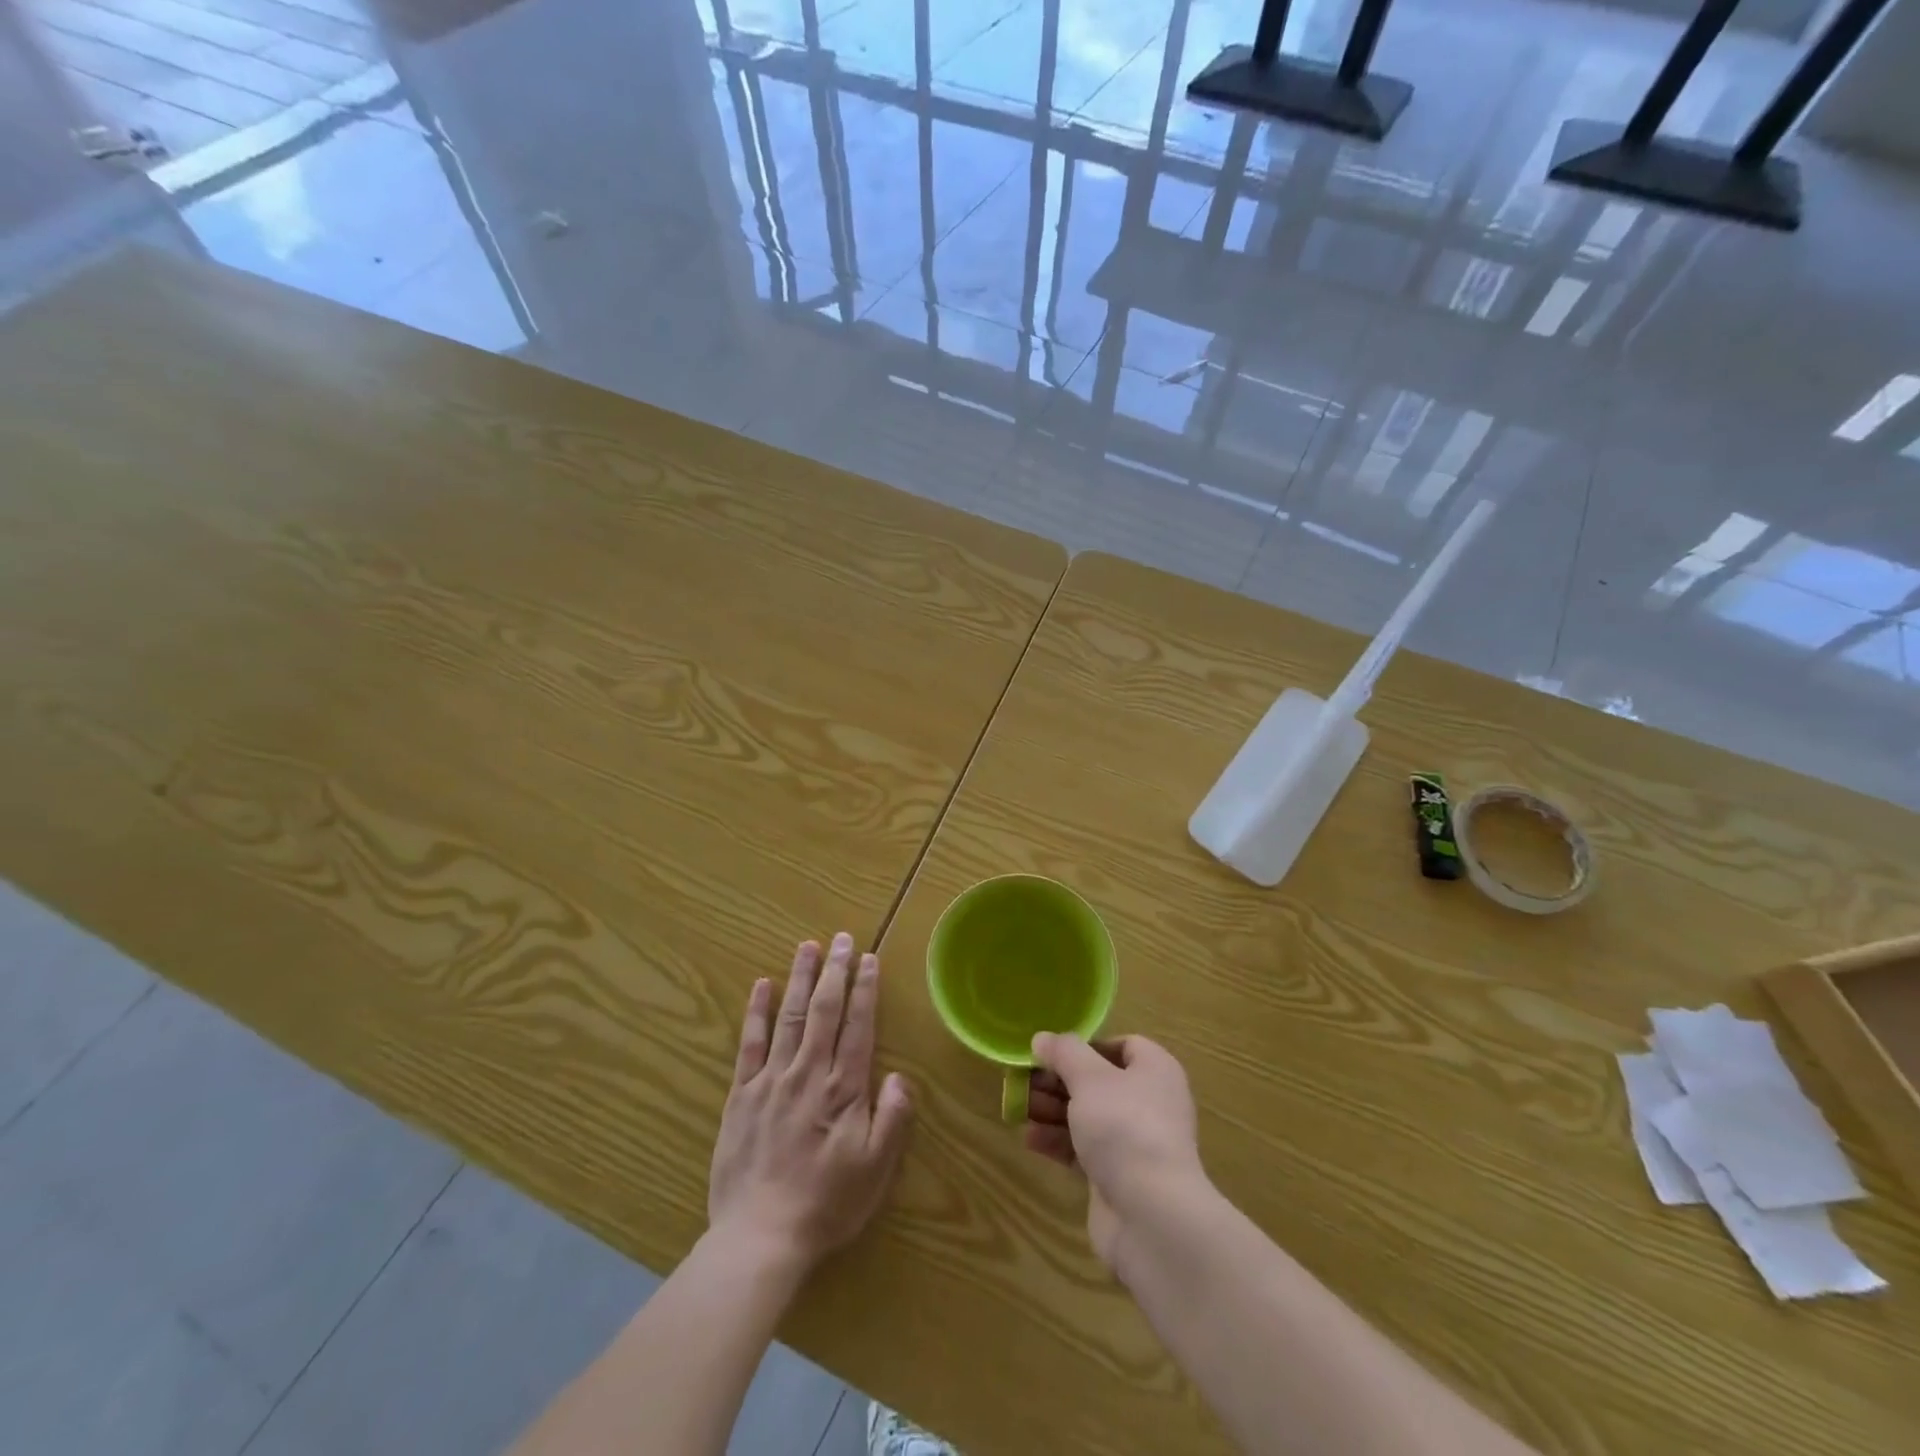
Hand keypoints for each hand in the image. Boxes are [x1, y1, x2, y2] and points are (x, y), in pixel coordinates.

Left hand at [707, 934, 913, 1274]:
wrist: (759, 1237)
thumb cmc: (826, 1204)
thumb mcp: (876, 1169)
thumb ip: (893, 1118)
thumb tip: (900, 1076)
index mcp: (843, 1088)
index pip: (858, 1025)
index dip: (865, 989)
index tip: (869, 958)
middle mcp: (808, 1072)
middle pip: (824, 1010)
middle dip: (836, 971)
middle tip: (842, 938)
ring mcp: (771, 1079)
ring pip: (789, 1016)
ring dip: (800, 978)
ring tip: (808, 946)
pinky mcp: (742, 1094)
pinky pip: (749, 1043)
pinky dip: (756, 1011)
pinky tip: (761, 985)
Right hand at [1025, 1034, 1204, 1274]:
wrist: (1152, 1216)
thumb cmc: (1124, 1127)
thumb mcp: (1089, 1077)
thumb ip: (1063, 1053)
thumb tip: (1042, 1038)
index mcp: (1155, 1071)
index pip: (1122, 1046)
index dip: (1086, 1046)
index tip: (1053, 1054)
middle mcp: (1149, 1103)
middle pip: (1098, 1081)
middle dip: (1058, 1081)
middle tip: (1024, 1082)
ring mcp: (1135, 1143)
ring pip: (1087, 1116)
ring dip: (1053, 1111)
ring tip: (1018, 1109)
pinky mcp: (1118, 1177)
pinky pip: (1084, 1150)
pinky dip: (1058, 1142)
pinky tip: (1030, 1140)